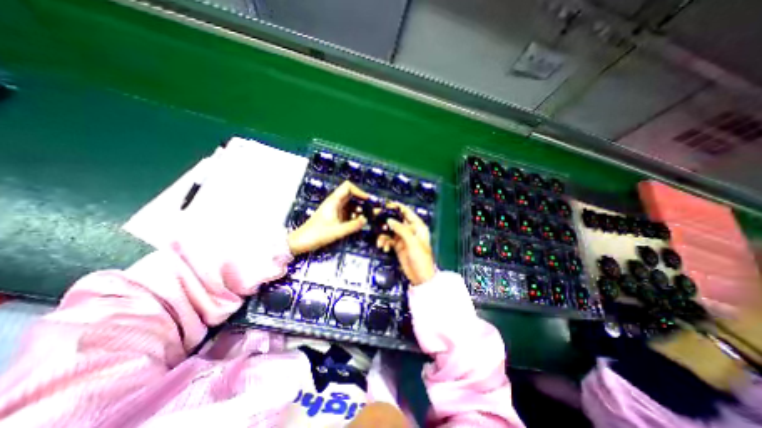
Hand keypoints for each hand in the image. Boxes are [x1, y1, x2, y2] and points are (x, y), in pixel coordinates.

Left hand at [286, 179, 368, 252]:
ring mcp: (336, 210)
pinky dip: (357, 216)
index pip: (348, 187)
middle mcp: (335, 203)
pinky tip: (362, 222)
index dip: (359, 191)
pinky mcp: (336, 217)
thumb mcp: (336, 231)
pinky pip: (349, 214)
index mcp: (333, 201)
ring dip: (361, 210)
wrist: (301, 242)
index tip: (368, 200)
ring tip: (372, 217)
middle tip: (374, 209)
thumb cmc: (316, 234)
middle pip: (352, 196)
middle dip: (363, 201)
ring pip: (352, 205)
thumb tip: (366, 220)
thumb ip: (352, 226)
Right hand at [375, 202, 434, 285]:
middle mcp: (410, 230)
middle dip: (386, 221)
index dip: (397, 207)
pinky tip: (384, 247)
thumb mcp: (412, 242)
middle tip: (376, 221)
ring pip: (390, 231)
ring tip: (381, 242)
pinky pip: (388, 240)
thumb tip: (390, 220)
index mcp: (418, 226)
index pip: (407, 212)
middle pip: (396, 221)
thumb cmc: (421, 259)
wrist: (420, 277)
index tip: (386, 205)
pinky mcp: (398, 246)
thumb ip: (401, 229)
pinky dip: (384, 242)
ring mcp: (403, 238)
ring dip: (384, 235)